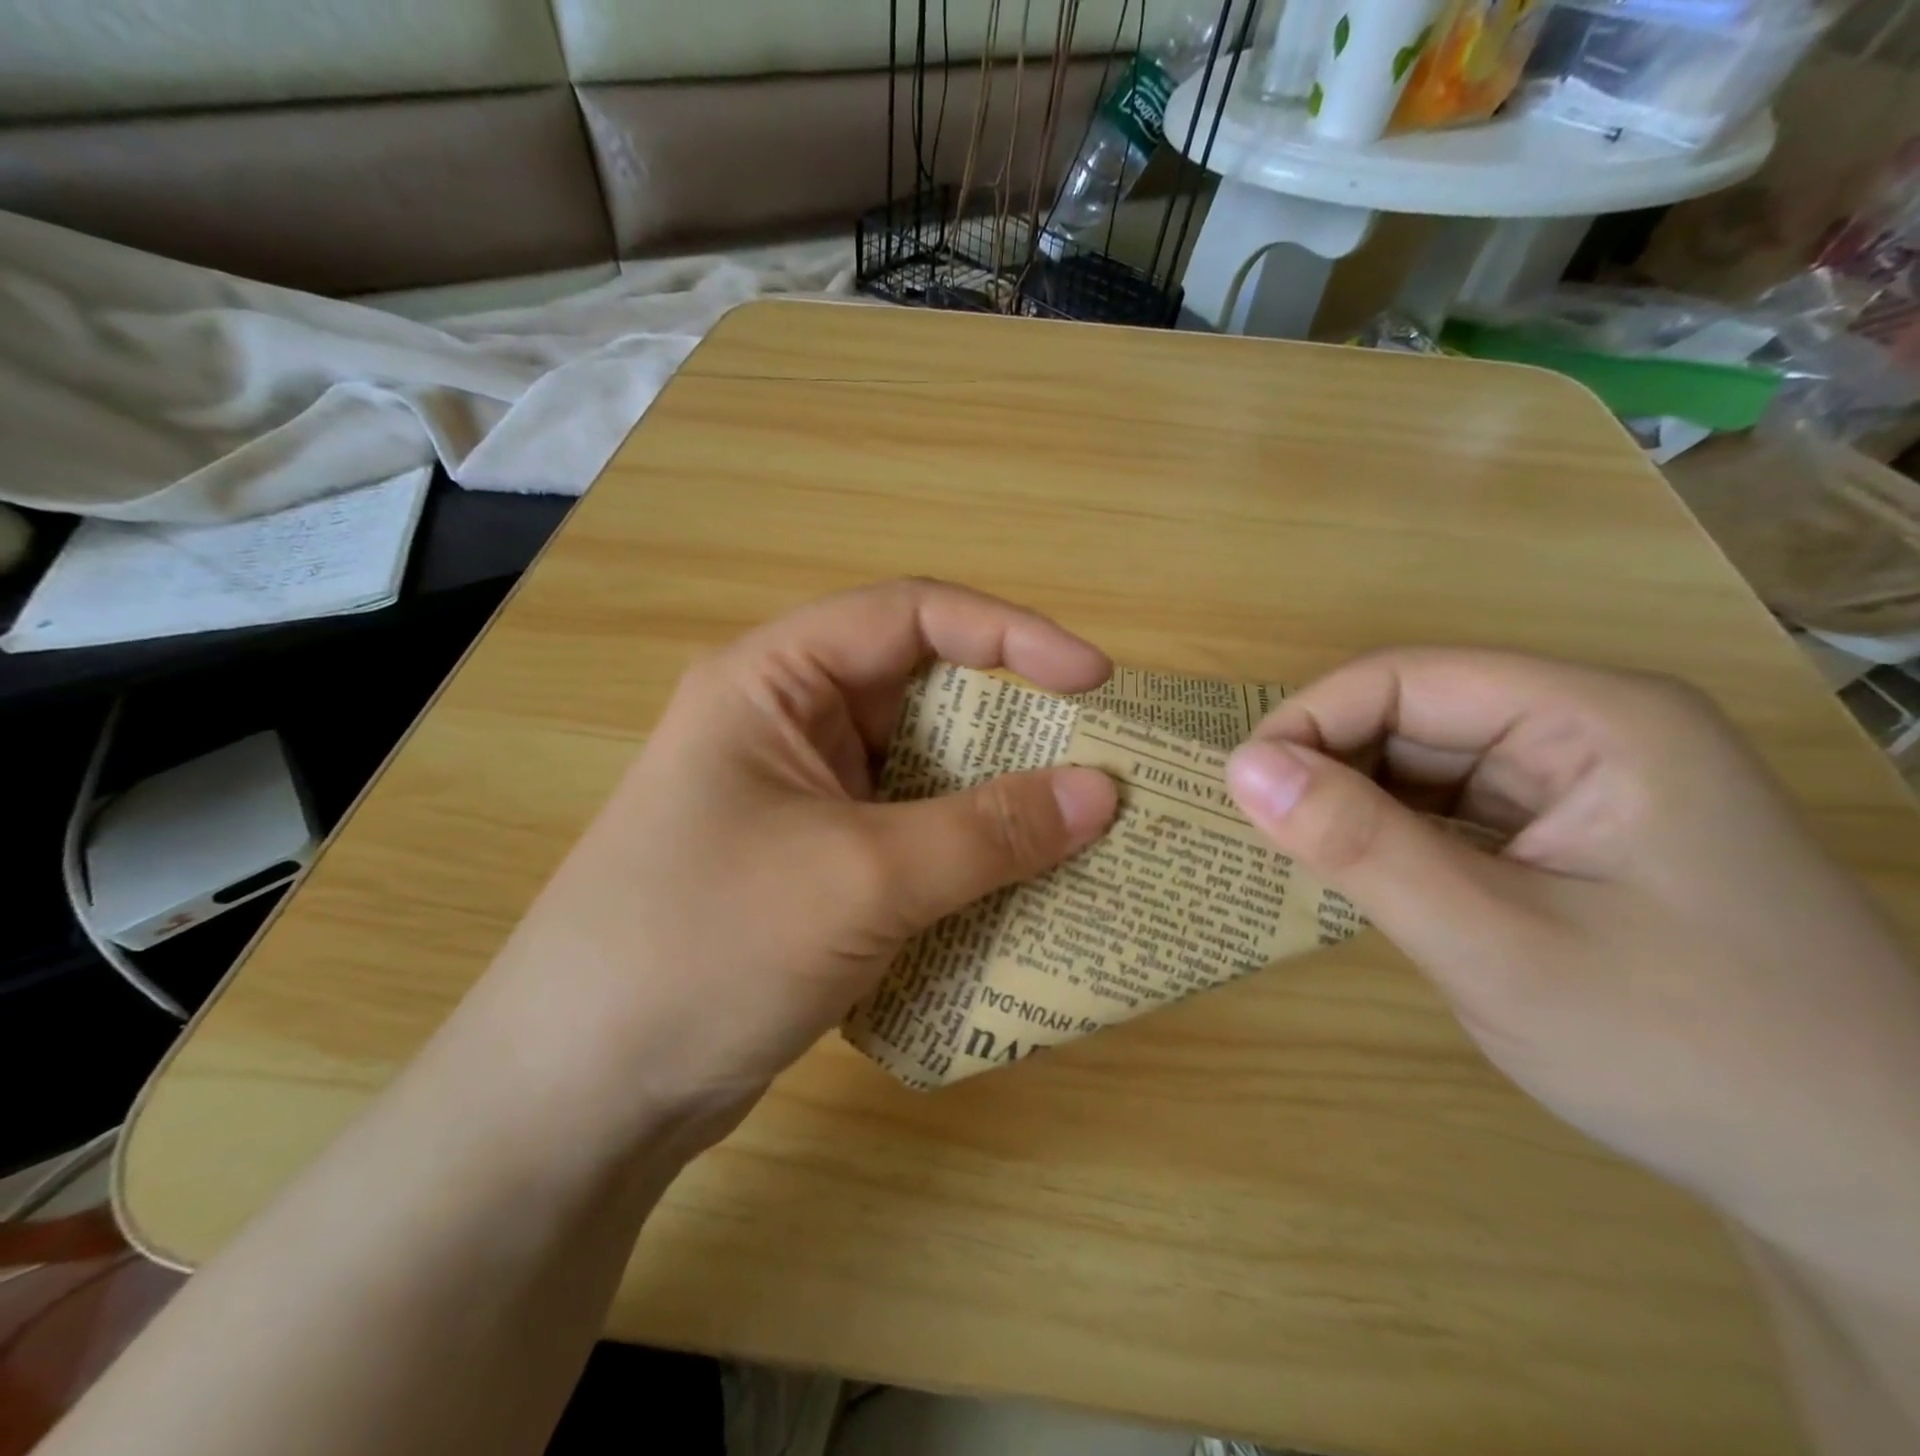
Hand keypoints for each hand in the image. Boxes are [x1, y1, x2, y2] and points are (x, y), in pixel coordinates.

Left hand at [478, 580, 1117, 1141]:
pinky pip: (909, 834)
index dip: (1010, 635)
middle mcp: (786, 724)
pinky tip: (1020, 882)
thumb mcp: (861, 879)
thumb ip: (989, 832)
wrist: (582, 1095)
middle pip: (922, 693)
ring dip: (995, 796)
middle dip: (1014, 722)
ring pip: (921, 772)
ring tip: (1079, 824)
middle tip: (1100, 759)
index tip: (1093, 680)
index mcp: (773, 681)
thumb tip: (1103, 792)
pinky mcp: (812, 865)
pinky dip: (964, 851)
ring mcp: (799, 799)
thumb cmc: (705, 949)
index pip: (911, 617)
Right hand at [1223, 649, 1919, 1295]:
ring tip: (1310, 863)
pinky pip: (1449, 808)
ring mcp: (1580, 783)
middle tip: (1269, 842)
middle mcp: (1588, 729)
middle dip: (1331, 768)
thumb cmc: (1690, 1053)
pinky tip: (1370, 878)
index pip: (1407, 678)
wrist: (1866, 1180)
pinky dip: (1393, 835)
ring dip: (1357, 804)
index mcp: (1594, 719)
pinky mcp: (1566, 833)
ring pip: (1424, 762)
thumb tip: (1240, 768)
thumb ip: (1362, 847)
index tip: (1243, 794)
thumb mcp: (1496, 946)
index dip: (1310, 722)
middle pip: (1414, 713)